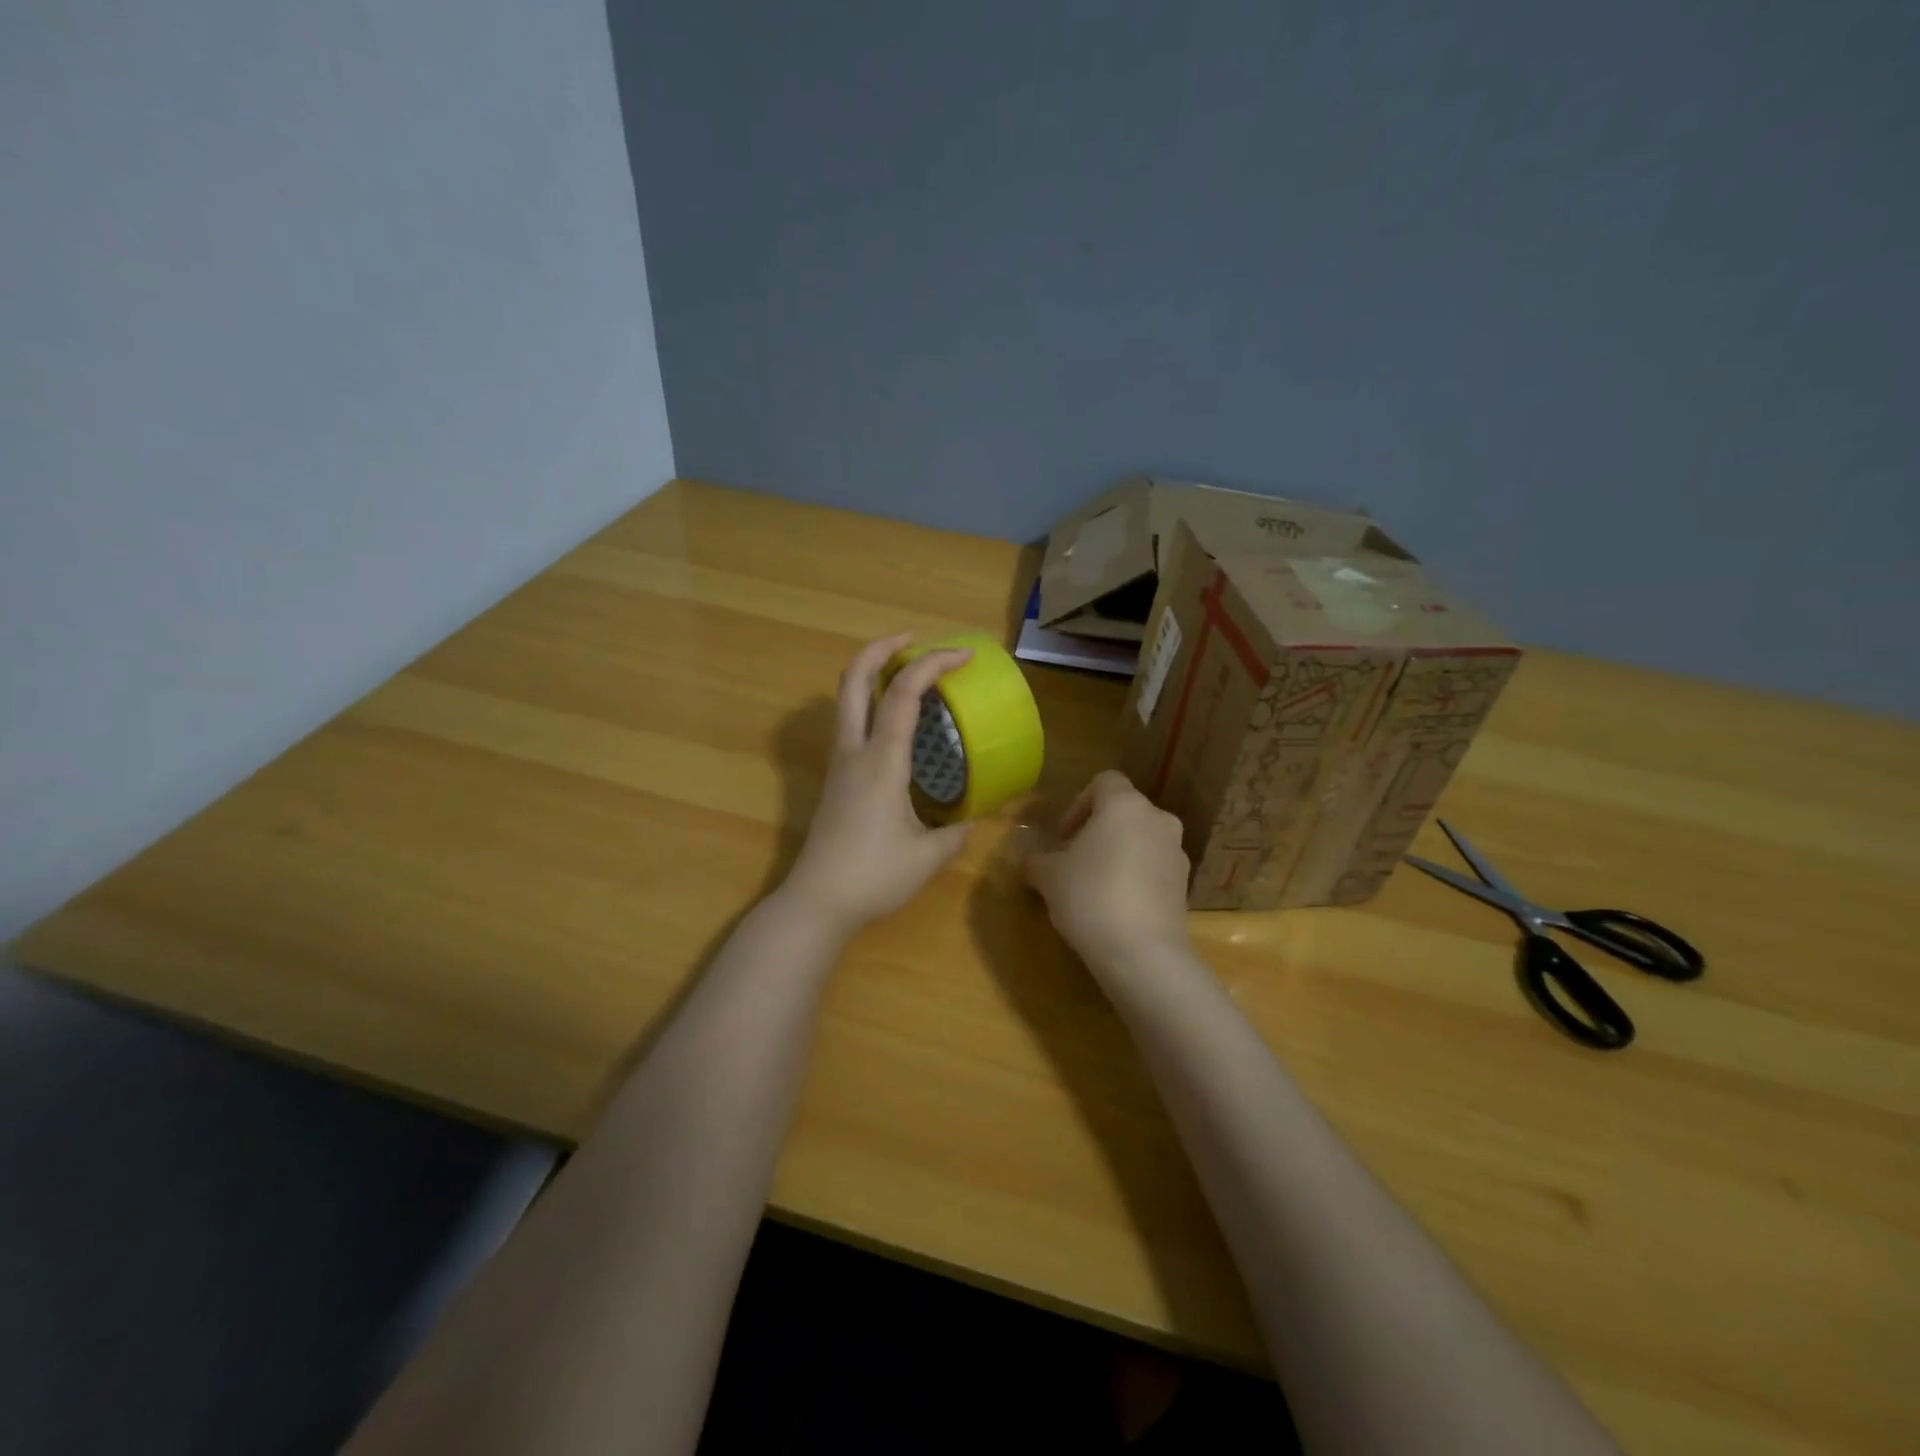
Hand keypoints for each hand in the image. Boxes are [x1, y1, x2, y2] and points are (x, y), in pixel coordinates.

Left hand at [783, 634, 974, 935]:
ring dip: (871, 672)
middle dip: (881, 647)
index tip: (964, 656)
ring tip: (906, 674)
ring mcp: (838, 763)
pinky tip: (895, 724)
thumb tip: (975, 820)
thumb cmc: (872, 877)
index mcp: (881, 760)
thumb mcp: (927, 857)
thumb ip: (956, 834)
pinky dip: (870, 703)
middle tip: (914, 640)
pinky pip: (849, 722)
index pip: (903, 693)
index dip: (933, 663)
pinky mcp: (834, 778)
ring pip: (845, 698)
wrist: (816, 902)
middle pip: (853, 678)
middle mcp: (854, 751)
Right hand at [1025, 770, 1191, 970]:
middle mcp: (1157, 819)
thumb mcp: (1048, 876)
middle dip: (1098, 831)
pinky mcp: (1185, 885)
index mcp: (1124, 805)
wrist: (1142, 952)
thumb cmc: (1089, 897)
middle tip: (1073, 860)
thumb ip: (1037, 860)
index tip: (1063, 836)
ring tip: (1094, 885)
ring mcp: (1177, 852)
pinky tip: (1116, 906)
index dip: (1078, 804)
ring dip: (1119, 853)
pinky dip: (1136, 876)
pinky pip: (1155, 868)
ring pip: (1142, 840)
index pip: (1103, 782)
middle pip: (1124, 812)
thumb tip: (1031, 861)